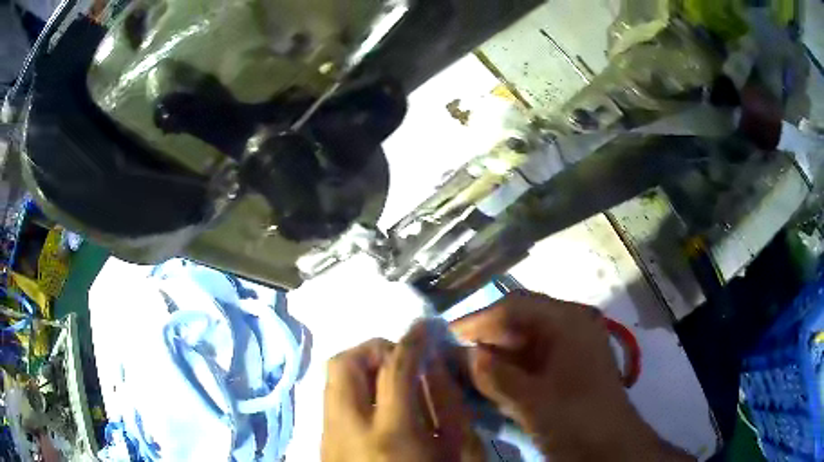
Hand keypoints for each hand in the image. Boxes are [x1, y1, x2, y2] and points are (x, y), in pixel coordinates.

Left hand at [321, 321, 483, 461]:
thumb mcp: (459, 454)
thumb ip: (448, 406)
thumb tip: (433, 365)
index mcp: (391, 434)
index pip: (395, 367)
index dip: (412, 339)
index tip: (424, 327)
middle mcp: (347, 429)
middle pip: (343, 364)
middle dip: (373, 348)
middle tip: (401, 356)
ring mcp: (327, 437)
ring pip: (331, 379)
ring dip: (361, 366)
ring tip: (389, 379)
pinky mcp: (322, 443)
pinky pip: (331, 400)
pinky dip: (353, 389)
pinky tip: (376, 405)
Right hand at [451, 290, 691, 461]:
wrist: (611, 445)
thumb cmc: (576, 419)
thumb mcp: (532, 401)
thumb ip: (495, 376)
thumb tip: (465, 355)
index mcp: (568, 322)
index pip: (514, 307)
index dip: (478, 320)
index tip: (447, 335)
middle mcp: (570, 326)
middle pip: (519, 321)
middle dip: (485, 337)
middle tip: (452, 354)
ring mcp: (570, 347)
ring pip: (523, 341)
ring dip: (495, 354)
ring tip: (465, 369)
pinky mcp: (567, 367)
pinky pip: (531, 359)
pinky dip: (508, 368)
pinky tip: (489, 382)